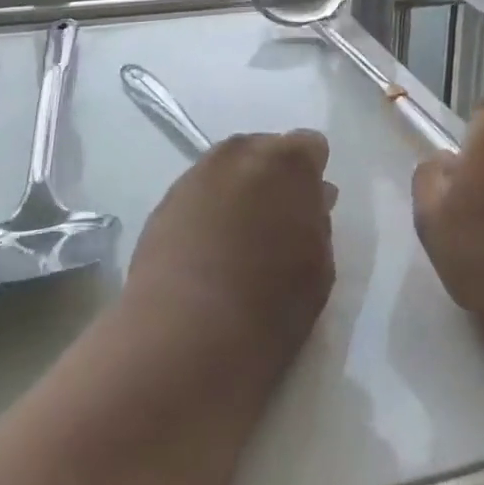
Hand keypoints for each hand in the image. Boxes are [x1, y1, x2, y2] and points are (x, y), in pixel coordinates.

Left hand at [125, 130, 335, 377]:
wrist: (183, 337)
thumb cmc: (270, 309)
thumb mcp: (318, 268)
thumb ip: (318, 222)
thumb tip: (315, 199)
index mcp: (288, 163)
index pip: (309, 146)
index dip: (311, 175)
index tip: (310, 205)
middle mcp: (241, 154)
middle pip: (265, 149)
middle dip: (273, 176)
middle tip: (276, 220)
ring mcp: (198, 173)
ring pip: (228, 168)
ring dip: (239, 188)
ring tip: (241, 234)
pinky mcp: (165, 200)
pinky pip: (199, 191)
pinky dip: (208, 208)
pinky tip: (209, 246)